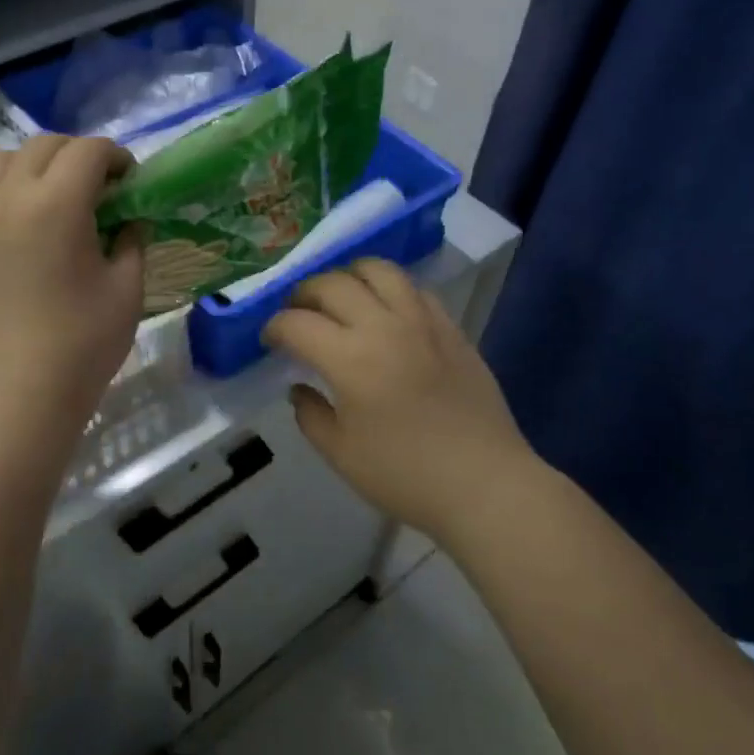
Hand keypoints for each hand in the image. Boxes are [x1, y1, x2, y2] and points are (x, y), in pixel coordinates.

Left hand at [0, 135, 143, 430]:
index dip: (115, 157)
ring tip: (51, 196)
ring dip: (33, 166)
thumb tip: (129, 218)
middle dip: (77, 156)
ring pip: (0, 161)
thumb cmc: (85, 340)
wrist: (22, 388)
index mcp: (57, 204)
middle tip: (98, 188)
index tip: (129, 180)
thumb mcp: (127, 287)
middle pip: (44, 146)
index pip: (88, 151)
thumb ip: (132, 239)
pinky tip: (15, 221)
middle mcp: (9, 196)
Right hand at [262, 259, 534, 543]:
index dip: (274, 327)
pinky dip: (390, 290)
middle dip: (303, 294)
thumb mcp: (341, 454)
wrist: (484, 484)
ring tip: (340, 298)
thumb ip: (310, 415)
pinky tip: (386, 312)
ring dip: (348, 277)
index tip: (270, 340)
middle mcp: (383, 326)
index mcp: (349, 359)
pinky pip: (415, 289)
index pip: (296, 323)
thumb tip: (299, 388)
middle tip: (297, 314)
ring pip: (378, 270)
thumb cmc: (405, 475)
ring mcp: (422, 322)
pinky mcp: (451, 328)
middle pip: (332, 285)